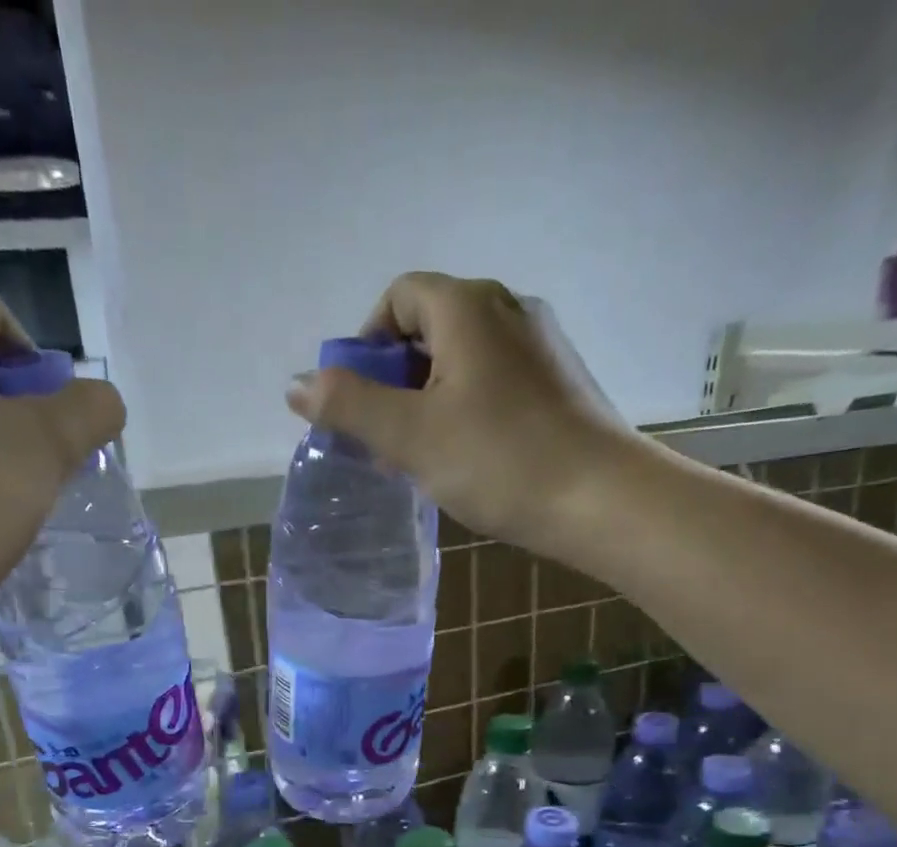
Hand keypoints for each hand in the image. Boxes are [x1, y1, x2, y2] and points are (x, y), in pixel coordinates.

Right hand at [285, 272, 628, 554]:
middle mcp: (508, 309)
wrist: (600, 500)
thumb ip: (349, 406)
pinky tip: (465, 458)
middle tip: (384, 437)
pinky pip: (493, 382)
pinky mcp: (558, 383)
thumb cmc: (499, 461)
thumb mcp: (410, 435)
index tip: (359, 399)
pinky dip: (464, 410)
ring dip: (427, 400)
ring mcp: (540, 346)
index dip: (367, 343)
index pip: (400, 296)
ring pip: (462, 360)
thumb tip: (297, 384)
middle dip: (395, 379)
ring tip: (420, 456)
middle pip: (430, 327)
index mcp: (469, 307)